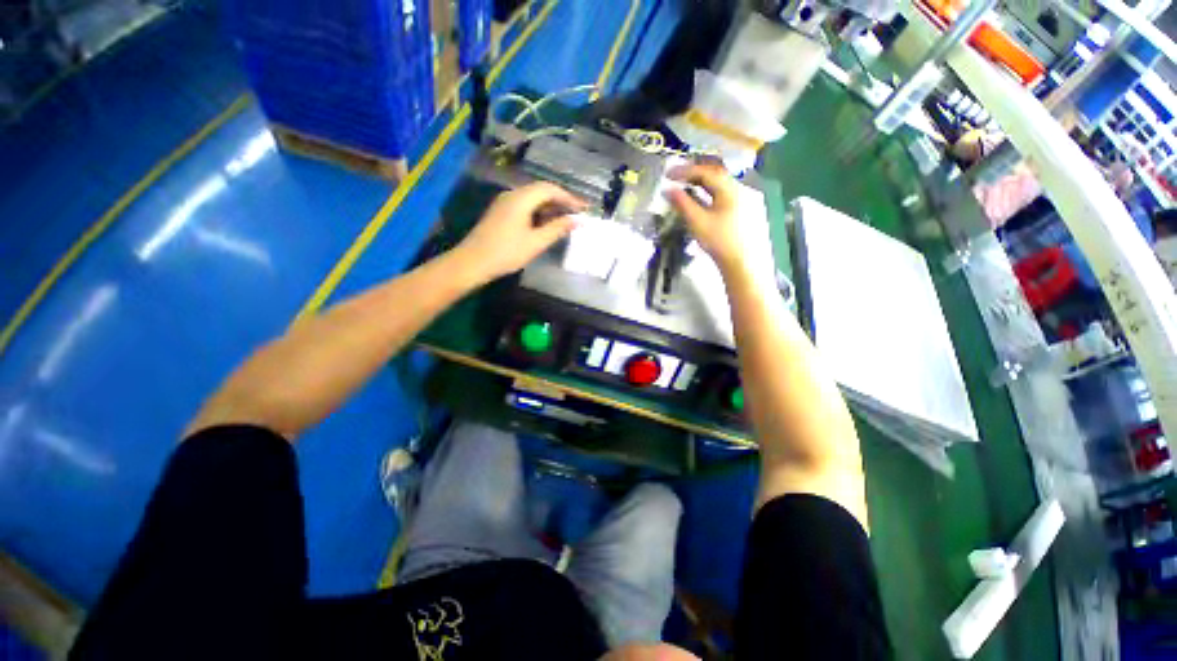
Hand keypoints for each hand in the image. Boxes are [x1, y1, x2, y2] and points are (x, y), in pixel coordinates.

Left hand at [455, 182, 584, 283]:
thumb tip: (577, 221)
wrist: (472, 262)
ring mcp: (505, 203)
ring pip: (533, 199)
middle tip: (578, 214)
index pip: (550, 189)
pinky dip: (539, 212)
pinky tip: (547, 224)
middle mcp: (512, 195)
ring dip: (551, 207)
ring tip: (566, 220)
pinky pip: (525, 206)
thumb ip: (557, 229)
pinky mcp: (501, 213)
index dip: (569, 197)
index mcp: (521, 198)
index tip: (584, 208)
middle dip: (561, 201)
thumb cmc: (506, 252)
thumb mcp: (536, 242)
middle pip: (541, 191)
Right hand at [665, 163, 767, 275]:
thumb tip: (667, 189)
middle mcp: (740, 189)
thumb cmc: (719, 242)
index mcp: (730, 189)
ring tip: (686, 185)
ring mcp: (745, 199)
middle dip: (694, 173)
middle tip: (676, 176)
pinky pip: (725, 193)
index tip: (667, 174)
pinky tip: (702, 198)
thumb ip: (682, 203)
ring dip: (702, 181)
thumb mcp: (697, 222)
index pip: (705, 172)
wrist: (742, 264)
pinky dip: (710, 191)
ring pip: (721, 183)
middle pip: (715, 174)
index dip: (685, 171)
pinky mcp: (745, 210)